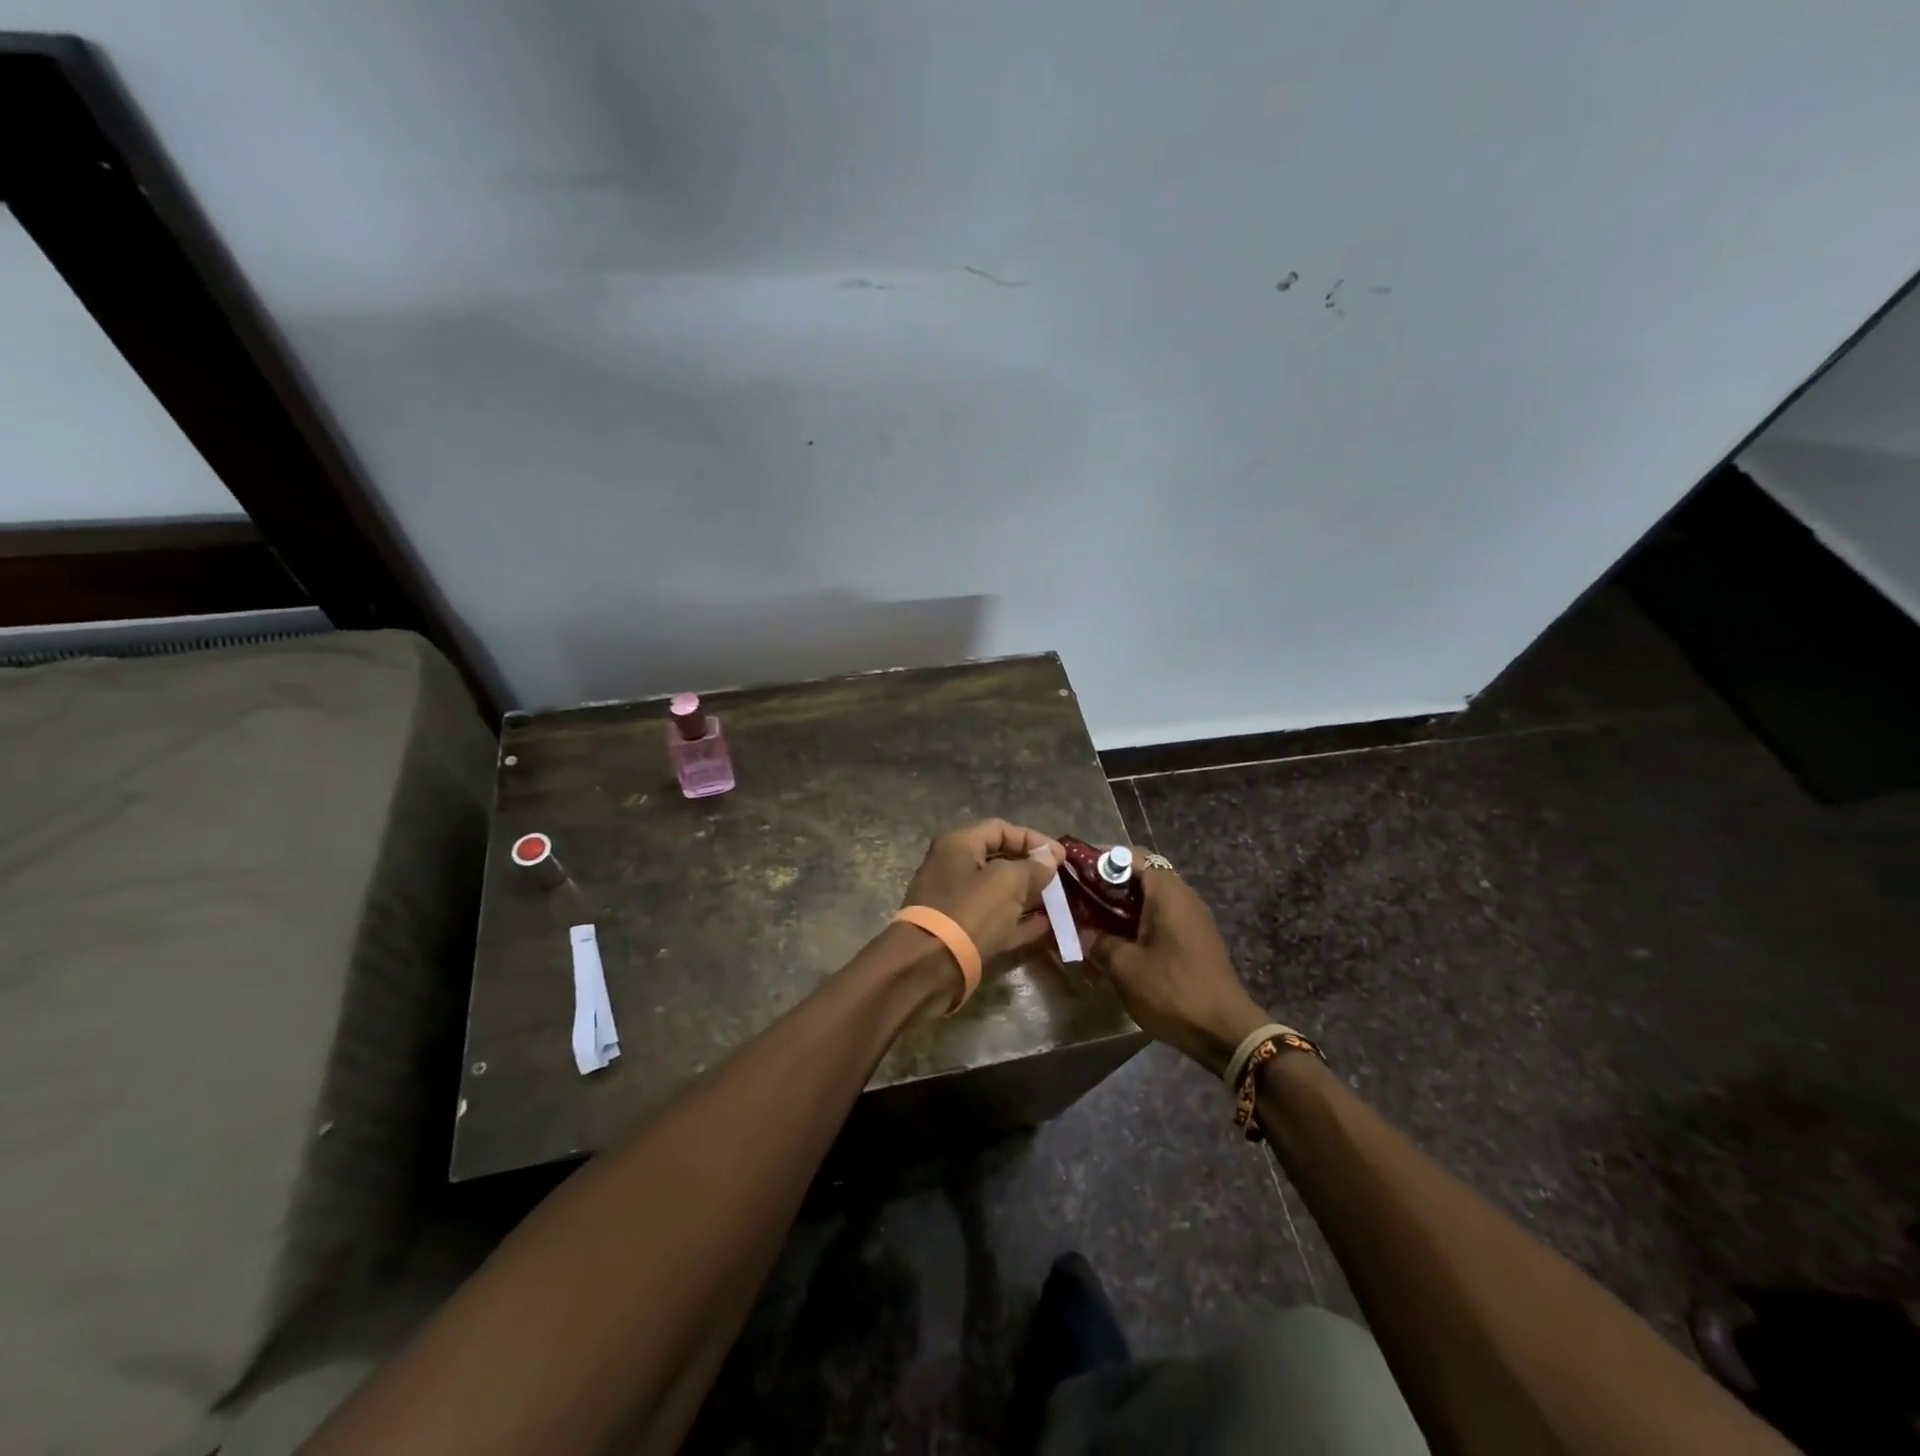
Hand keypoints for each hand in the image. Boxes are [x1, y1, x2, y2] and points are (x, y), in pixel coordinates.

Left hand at [901, 819, 1063, 961]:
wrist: (930, 965)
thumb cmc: (970, 910)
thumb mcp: (1008, 882)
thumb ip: (1032, 867)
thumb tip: (1049, 859)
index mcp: (958, 845)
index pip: (1000, 829)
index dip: (1033, 839)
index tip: (1059, 856)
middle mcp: (953, 868)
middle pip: (999, 860)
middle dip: (1032, 869)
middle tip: (1060, 879)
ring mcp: (956, 902)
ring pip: (999, 893)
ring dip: (1028, 896)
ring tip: (1059, 903)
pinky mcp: (961, 933)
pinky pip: (996, 919)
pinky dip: (1019, 921)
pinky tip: (1046, 926)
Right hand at [1082, 849, 1269, 1077]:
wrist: (1225, 1032)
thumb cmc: (1172, 991)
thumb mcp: (1125, 967)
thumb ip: (1099, 942)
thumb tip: (1083, 932)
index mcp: (1167, 892)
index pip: (1130, 856)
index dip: (1100, 859)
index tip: (1074, 870)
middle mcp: (1183, 896)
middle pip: (1141, 874)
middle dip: (1109, 882)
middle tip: (1079, 896)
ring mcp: (1193, 918)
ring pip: (1151, 896)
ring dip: (1123, 903)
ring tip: (1093, 918)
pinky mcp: (1196, 939)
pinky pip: (1162, 916)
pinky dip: (1138, 919)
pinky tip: (1119, 940)